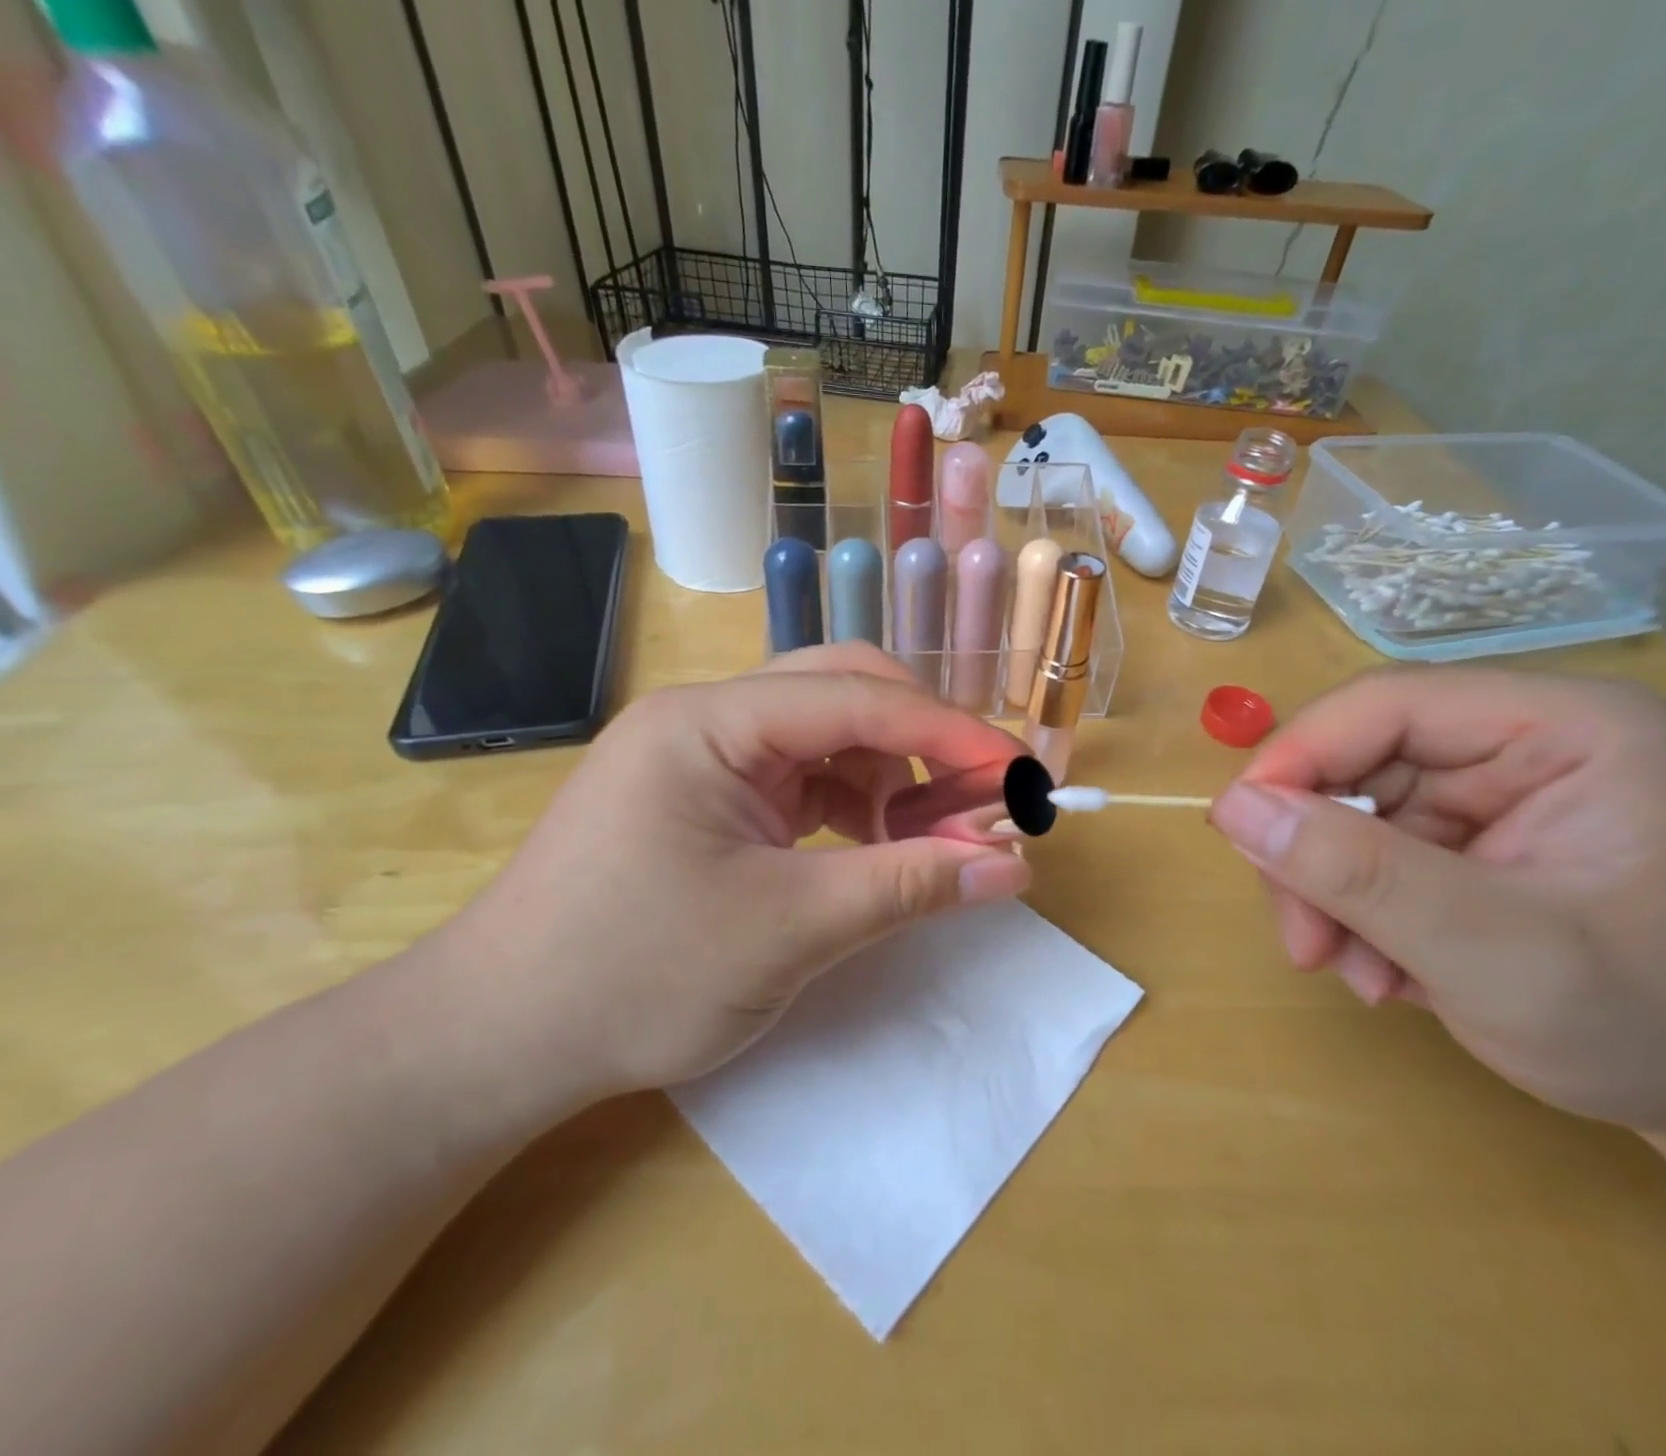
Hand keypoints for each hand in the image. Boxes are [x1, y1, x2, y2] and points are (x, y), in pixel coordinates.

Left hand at [432, 643, 1032, 1099]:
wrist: (496, 1041)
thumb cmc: (635, 978)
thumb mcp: (790, 931)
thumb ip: (909, 886)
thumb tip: (1014, 867)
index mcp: (711, 721)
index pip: (858, 699)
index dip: (950, 733)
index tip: (1020, 777)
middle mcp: (707, 716)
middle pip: (843, 690)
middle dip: (921, 740)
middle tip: (976, 800)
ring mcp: (704, 754)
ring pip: (828, 733)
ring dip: (890, 775)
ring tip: (926, 839)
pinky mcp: (708, 795)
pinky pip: (802, 775)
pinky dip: (854, 803)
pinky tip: (873, 846)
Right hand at [1209, 669, 1665, 1133]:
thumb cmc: (1653, 1026)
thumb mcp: (1495, 954)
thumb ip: (1360, 874)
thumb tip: (1230, 807)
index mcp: (1560, 727)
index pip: (1388, 703)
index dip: (1299, 756)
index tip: (1239, 831)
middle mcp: (1517, 743)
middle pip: (1358, 763)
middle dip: (1316, 856)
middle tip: (1305, 944)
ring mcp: (1487, 793)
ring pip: (1348, 814)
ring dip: (1330, 896)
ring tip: (1355, 975)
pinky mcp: (1464, 839)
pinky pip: (1367, 853)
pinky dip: (1353, 913)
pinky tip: (1382, 973)